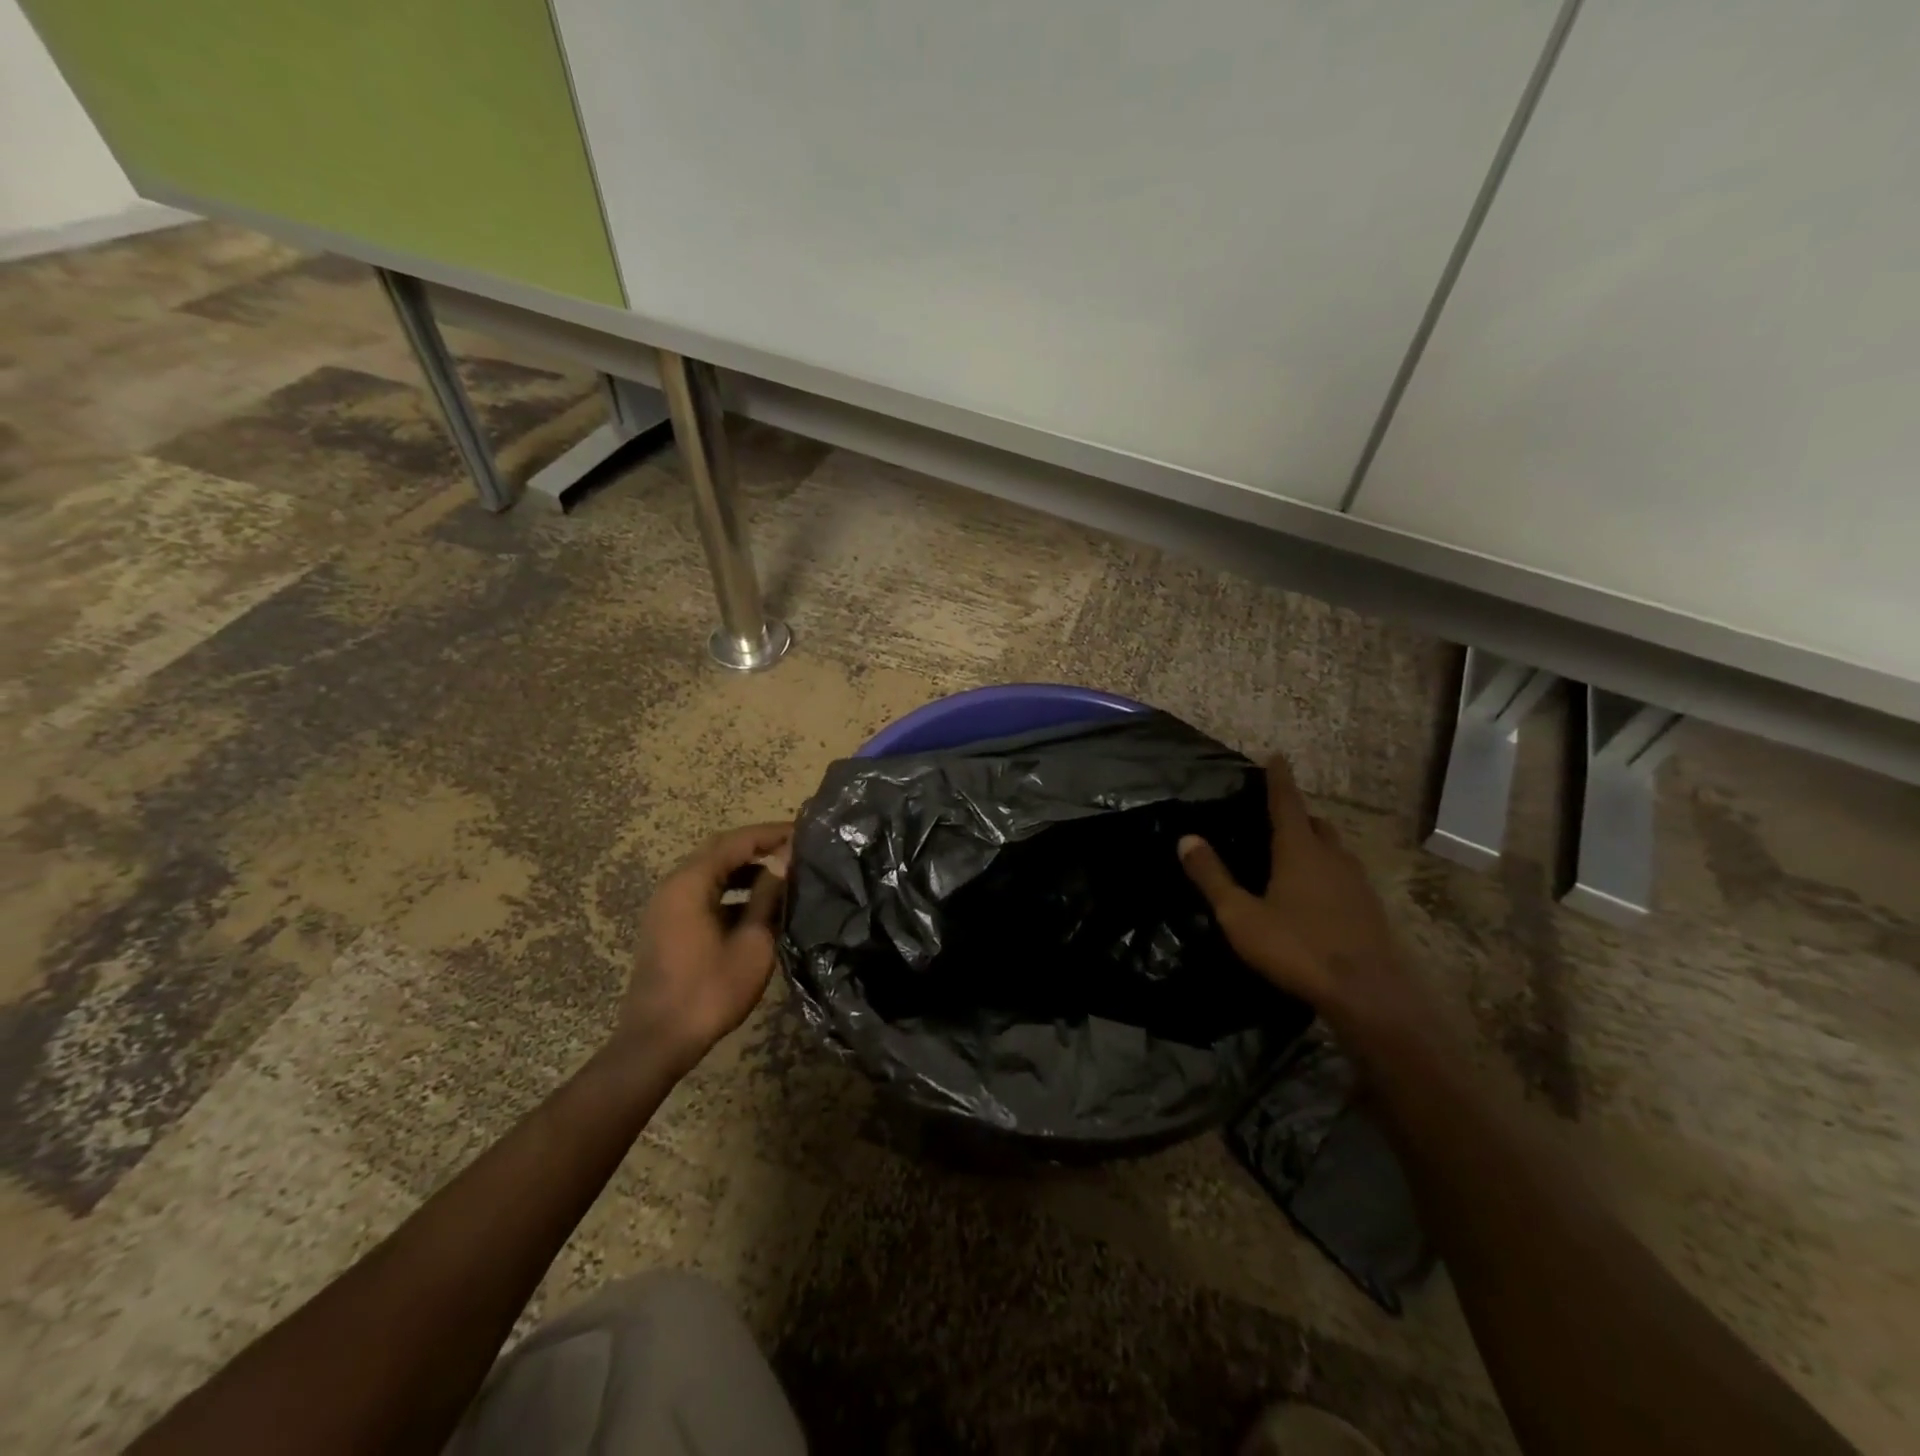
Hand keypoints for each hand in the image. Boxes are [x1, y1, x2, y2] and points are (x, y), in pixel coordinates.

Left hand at [616, 822, 791, 1071]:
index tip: (804, 832)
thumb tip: (786, 859)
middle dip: (759, 846)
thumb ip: (768, 896)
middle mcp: (673, 885)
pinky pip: (703, 892)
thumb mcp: (752, 942)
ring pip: (711, 872)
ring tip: (784, 873)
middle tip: (796, 848)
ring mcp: (667, 905)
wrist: (657, 1042)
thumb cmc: (709, 991)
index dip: (771, 834)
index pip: (736, 842)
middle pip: (720, 851)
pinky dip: (731, 889)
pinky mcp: (668, 924)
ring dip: (746, 869)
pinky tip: (759, 903)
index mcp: (690, 883)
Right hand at [1178, 753, 1428, 1036]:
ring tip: (1293, 852)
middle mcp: (1331, 856)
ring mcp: (1356, 882)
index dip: (1278, 779)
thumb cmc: (1298, 948)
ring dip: (1314, 842)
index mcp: (1299, 850)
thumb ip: (1213, 877)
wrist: (1369, 994)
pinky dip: (1326, 870)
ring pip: (1333, 849)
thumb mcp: (1241, 916)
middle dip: (1296, 813)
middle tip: (1274, 815)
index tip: (1276, 756)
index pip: (1286, 802)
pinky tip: (1315, 893)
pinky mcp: (1369, 908)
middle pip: (1314, 823)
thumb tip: (1187, 838)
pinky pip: (1344, 874)